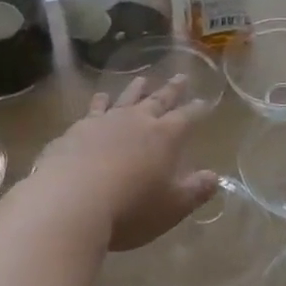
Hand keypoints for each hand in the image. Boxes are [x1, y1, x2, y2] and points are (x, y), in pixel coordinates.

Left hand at [38, 75, 218, 250]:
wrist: (70, 201)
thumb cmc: (130, 209)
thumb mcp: (172, 207)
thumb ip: (196, 191)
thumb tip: (215, 177)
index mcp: (165, 137)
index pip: (187, 117)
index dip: (197, 109)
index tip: (204, 101)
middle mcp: (137, 121)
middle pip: (158, 100)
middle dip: (172, 90)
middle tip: (181, 77)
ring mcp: (105, 122)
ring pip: (126, 98)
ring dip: (136, 89)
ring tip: (143, 79)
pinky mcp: (77, 129)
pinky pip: (94, 108)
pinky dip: (101, 101)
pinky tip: (101, 97)